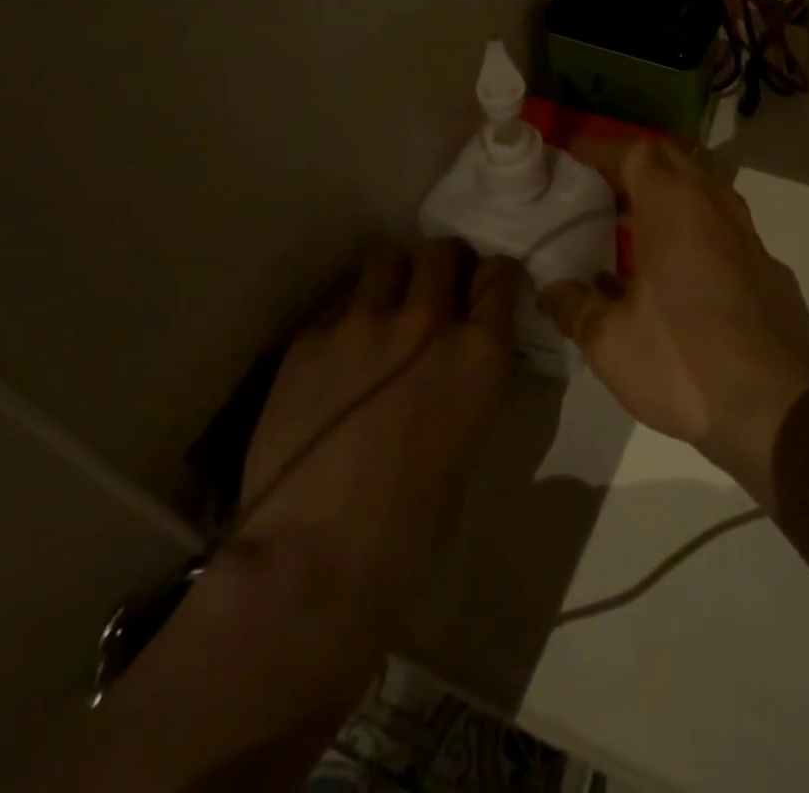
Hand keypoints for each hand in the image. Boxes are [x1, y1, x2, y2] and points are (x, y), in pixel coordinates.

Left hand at [232, 239, 519, 633]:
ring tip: (385, 307)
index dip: (494, 276)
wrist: (317, 557)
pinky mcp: (309, 338)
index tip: (486, 286)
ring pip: (386, 259)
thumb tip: (456, 359)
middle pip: (442, 251)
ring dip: (394, 276)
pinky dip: (348, 313)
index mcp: (479, 353)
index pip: (499, 274)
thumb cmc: (414, 524)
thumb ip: (467, 379)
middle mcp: (426, 321)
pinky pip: (339, 301)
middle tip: (435, 289)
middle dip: (445, 263)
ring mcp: (362, 323)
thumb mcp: (469, 438)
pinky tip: (340, 350)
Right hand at [538, 140, 808, 504]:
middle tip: (598, 189)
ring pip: (703, 190)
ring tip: (631, 224)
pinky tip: (676, 270)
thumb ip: (573, 307)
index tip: (571, 156)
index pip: (634, 150)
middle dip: (633, 164)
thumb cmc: (684, 363)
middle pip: (672, 160)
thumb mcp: (609, 342)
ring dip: (667, 194)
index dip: (599, 147)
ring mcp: (748, 235)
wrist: (780, 411)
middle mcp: (715, 206)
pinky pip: (722, 225)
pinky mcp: (768, 266)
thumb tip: (550, 290)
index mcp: (674, 207)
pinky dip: (693, 226)